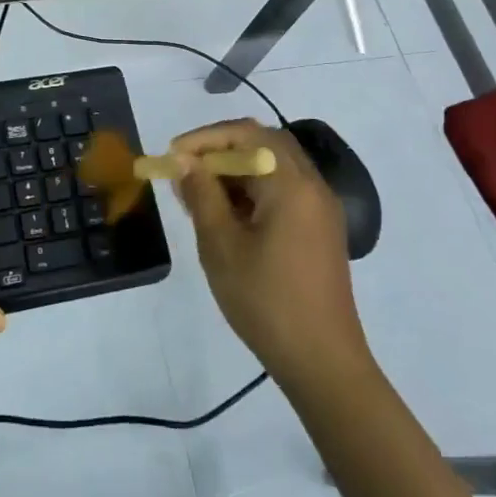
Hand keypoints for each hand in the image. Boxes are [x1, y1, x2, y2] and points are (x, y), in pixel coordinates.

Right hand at [169, 119, 370, 384]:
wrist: (323, 363)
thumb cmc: (266, 301)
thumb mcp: (221, 245)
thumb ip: (201, 194)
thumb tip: (184, 160)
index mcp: (291, 184)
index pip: (246, 134)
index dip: (205, 138)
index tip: (172, 156)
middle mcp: (312, 186)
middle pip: (264, 143)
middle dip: (220, 150)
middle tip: (186, 169)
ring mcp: (321, 208)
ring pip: (274, 166)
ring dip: (236, 170)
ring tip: (200, 194)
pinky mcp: (321, 230)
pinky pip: (284, 190)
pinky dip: (254, 190)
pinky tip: (228, 216)